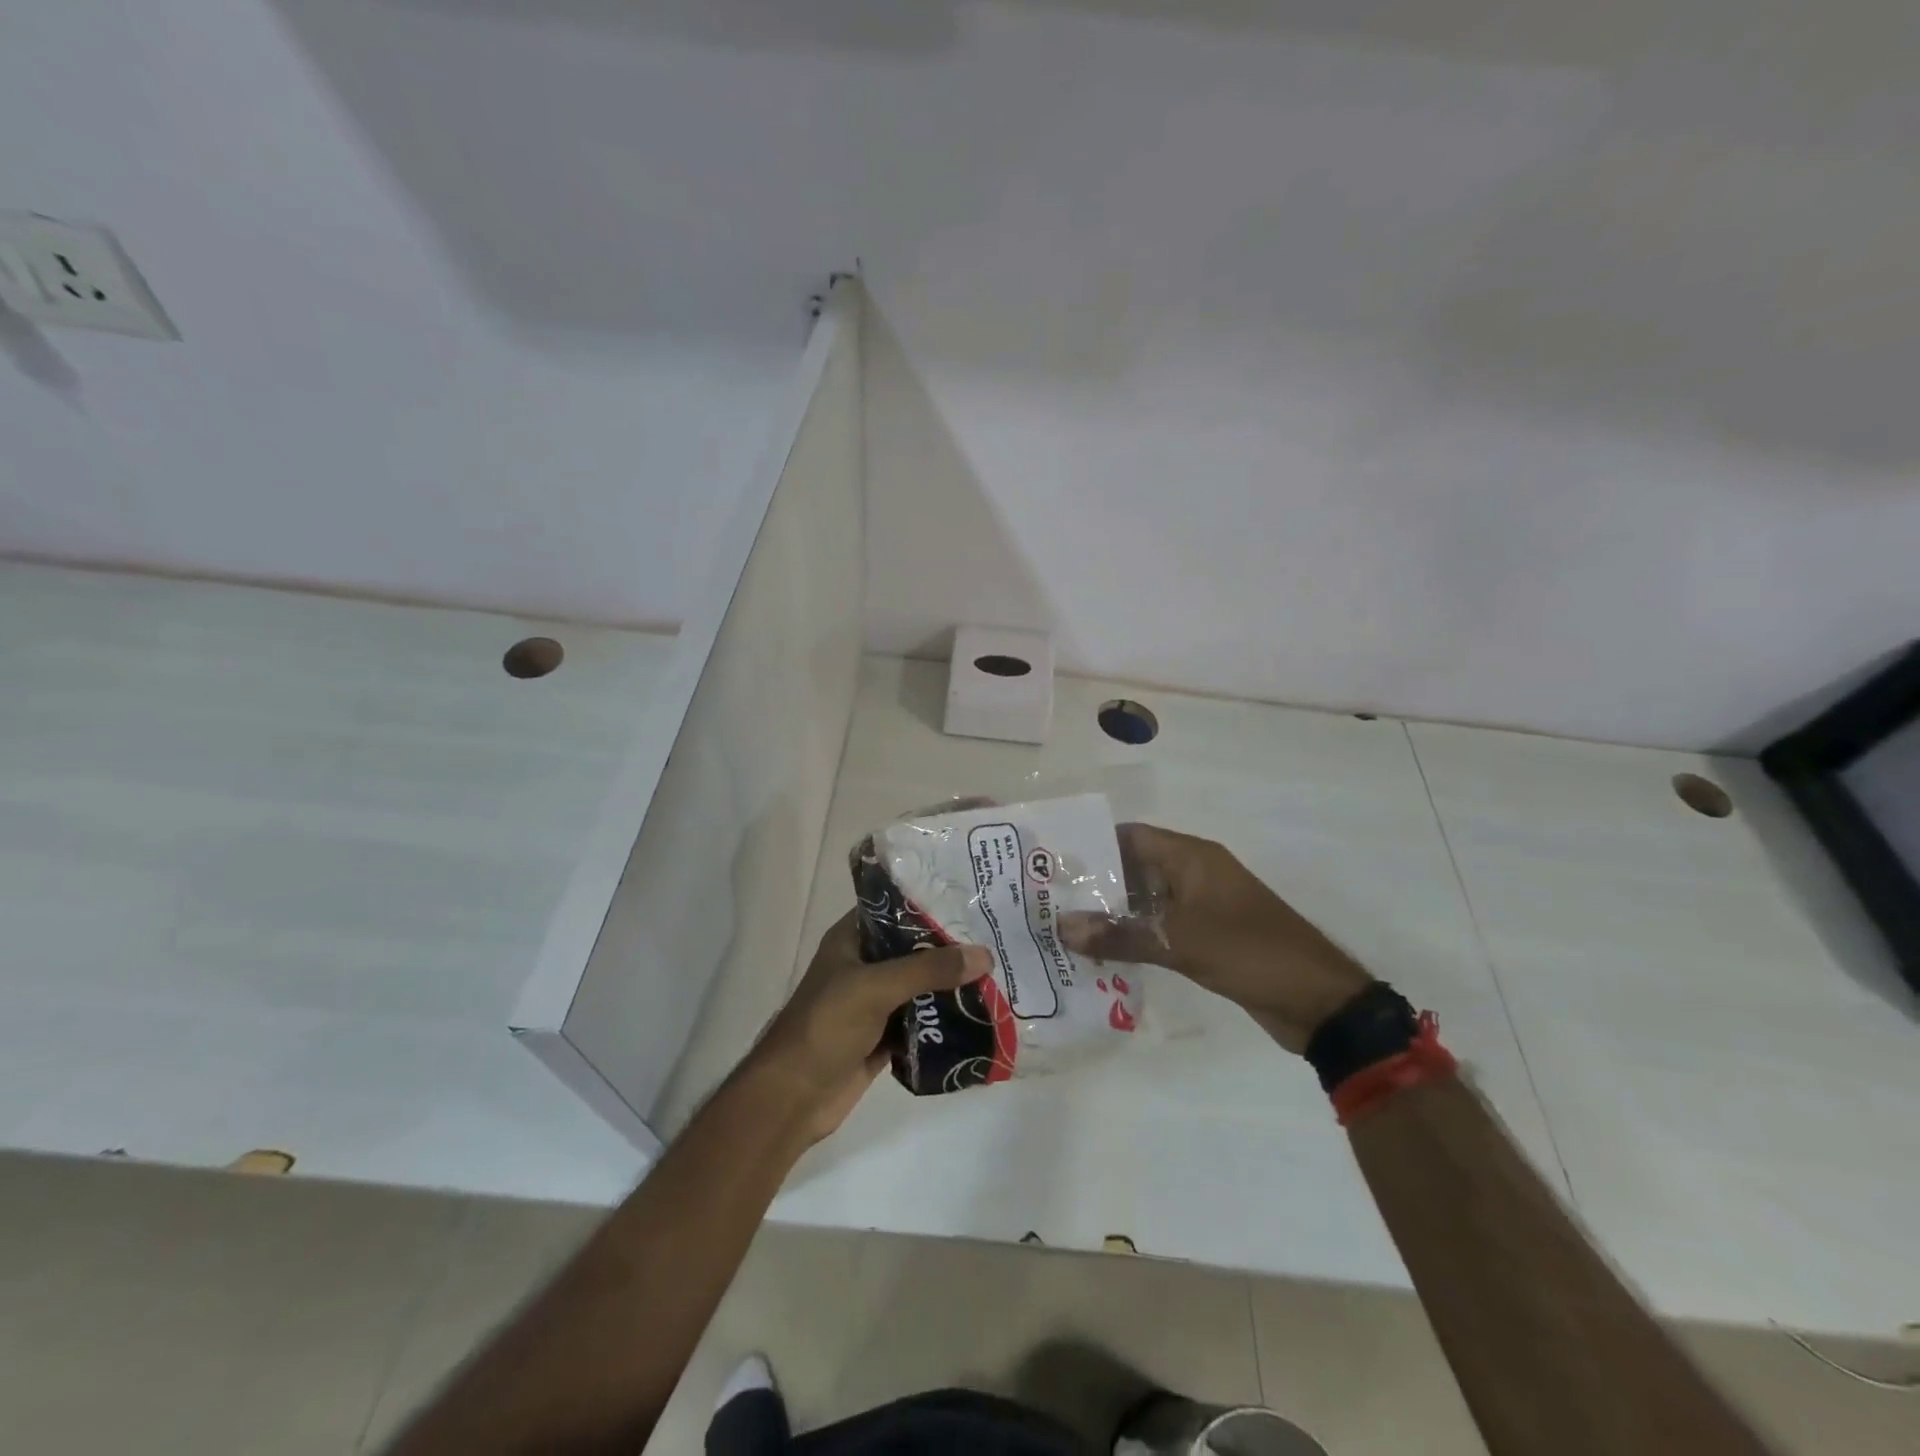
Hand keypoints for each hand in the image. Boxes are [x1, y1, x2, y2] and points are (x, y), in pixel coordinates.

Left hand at [743, 912, 991, 1142]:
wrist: (793, 1098)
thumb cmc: (826, 1026)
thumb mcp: (877, 987)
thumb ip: (929, 969)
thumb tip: (985, 955)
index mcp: (852, 939)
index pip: (895, 908)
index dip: (930, 903)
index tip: (971, 898)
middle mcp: (864, 964)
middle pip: (914, 948)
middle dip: (950, 947)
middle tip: (996, 936)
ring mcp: (874, 1002)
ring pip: (920, 985)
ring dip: (951, 984)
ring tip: (999, 971)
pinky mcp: (884, 1036)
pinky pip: (922, 1020)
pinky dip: (945, 1019)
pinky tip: (981, 1013)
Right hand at [1062, 823, 1371, 1051]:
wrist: (1317, 1001)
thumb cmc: (1250, 952)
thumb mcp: (1180, 942)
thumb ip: (1120, 935)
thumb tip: (1062, 928)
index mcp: (1192, 857)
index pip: (1131, 836)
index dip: (1092, 845)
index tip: (1051, 862)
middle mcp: (1194, 874)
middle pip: (1134, 867)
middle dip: (1095, 883)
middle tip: (1047, 900)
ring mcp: (1201, 906)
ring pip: (1145, 900)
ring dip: (1112, 913)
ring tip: (1064, 928)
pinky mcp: (1205, 936)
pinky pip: (1160, 926)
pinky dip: (1134, 935)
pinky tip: (1102, 953)